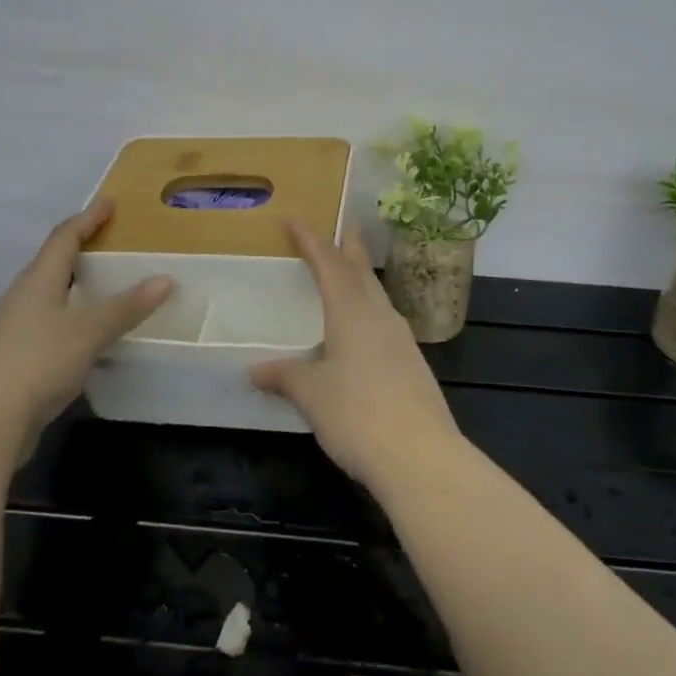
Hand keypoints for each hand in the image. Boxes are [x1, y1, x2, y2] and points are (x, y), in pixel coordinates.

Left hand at [0, 200, 171, 460]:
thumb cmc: (38, 362)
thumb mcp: (90, 332)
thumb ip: (126, 307)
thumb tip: (165, 279)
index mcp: (37, 281)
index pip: (64, 238)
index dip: (87, 218)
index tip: (109, 203)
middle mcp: (20, 298)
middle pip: (51, 264)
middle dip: (79, 251)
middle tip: (109, 245)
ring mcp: (12, 330)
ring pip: (47, 297)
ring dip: (73, 288)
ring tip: (102, 289)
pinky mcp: (12, 359)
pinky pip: (46, 326)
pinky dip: (69, 319)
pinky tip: (85, 336)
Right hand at [250, 220, 463, 490]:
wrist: (421, 456)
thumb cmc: (358, 415)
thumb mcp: (312, 395)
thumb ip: (285, 377)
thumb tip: (255, 370)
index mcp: (352, 313)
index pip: (329, 265)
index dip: (311, 241)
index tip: (296, 220)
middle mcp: (379, 318)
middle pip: (362, 273)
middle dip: (350, 249)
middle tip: (346, 227)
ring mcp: (401, 341)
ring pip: (378, 297)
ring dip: (363, 279)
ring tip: (351, 274)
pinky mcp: (413, 365)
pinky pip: (385, 323)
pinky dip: (370, 311)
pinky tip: (365, 330)